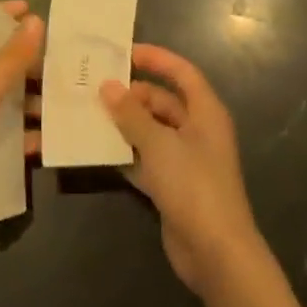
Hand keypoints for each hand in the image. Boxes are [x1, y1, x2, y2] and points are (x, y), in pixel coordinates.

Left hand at [0, 2, 43, 230]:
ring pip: (4, 103)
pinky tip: (48, 142)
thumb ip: (11, 57)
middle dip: (26, 63)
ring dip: (29, 103)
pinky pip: (5, 139)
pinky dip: (24, 139)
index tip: (31, 9)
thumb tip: (35, 19)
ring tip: (63, 105)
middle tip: (60, 64)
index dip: (0, 14)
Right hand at [100, 45, 262, 296]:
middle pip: (163, 101)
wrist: (216, 254)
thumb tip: (107, 87)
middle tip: (95, 88)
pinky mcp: (173, 186)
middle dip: (132, 95)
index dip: (156, 59)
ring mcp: (185, 160)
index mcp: (205, 112)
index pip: (182, 73)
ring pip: (151, 131)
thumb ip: (131, 115)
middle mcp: (197, 131)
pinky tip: (98, 149)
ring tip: (89, 113)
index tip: (124, 52)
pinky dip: (126, 153)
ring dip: (125, 124)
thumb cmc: (193, 185)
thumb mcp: (159, 144)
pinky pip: (146, 159)